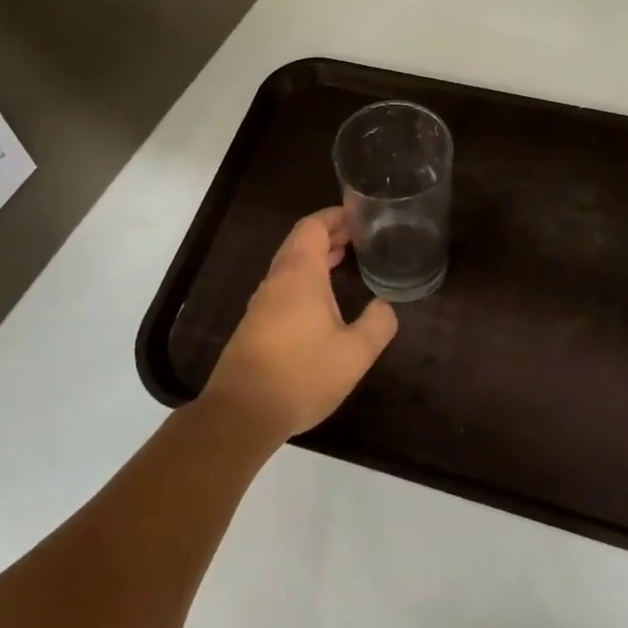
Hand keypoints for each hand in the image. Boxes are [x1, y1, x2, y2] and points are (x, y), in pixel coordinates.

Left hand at [200, 206, 398, 445]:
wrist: (242, 412)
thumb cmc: (301, 374)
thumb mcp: (354, 354)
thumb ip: (376, 325)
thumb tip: (385, 306)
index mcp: (300, 274)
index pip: (313, 226)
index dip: (335, 216)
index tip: (359, 215)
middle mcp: (278, 280)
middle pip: (301, 241)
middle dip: (329, 233)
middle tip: (359, 235)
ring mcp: (263, 302)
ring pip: (291, 264)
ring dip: (316, 255)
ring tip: (345, 258)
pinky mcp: (256, 324)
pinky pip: (284, 285)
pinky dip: (306, 277)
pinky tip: (323, 298)